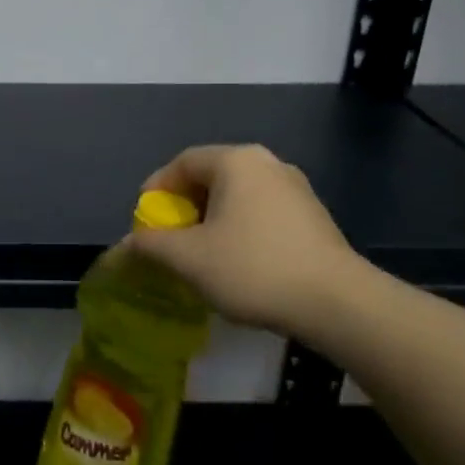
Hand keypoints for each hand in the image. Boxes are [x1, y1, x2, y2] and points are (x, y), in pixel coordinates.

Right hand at [129, 144, 362, 337]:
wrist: (337, 303)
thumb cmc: (252, 268)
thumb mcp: (188, 258)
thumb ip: (151, 244)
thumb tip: (128, 244)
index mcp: (236, 162)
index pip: (183, 162)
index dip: (156, 188)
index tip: (145, 219)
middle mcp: (268, 164)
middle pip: (211, 176)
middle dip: (184, 206)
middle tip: (169, 237)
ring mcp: (296, 189)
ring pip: (238, 196)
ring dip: (211, 220)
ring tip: (200, 253)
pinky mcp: (314, 217)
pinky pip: (262, 213)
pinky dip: (239, 229)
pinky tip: (237, 262)